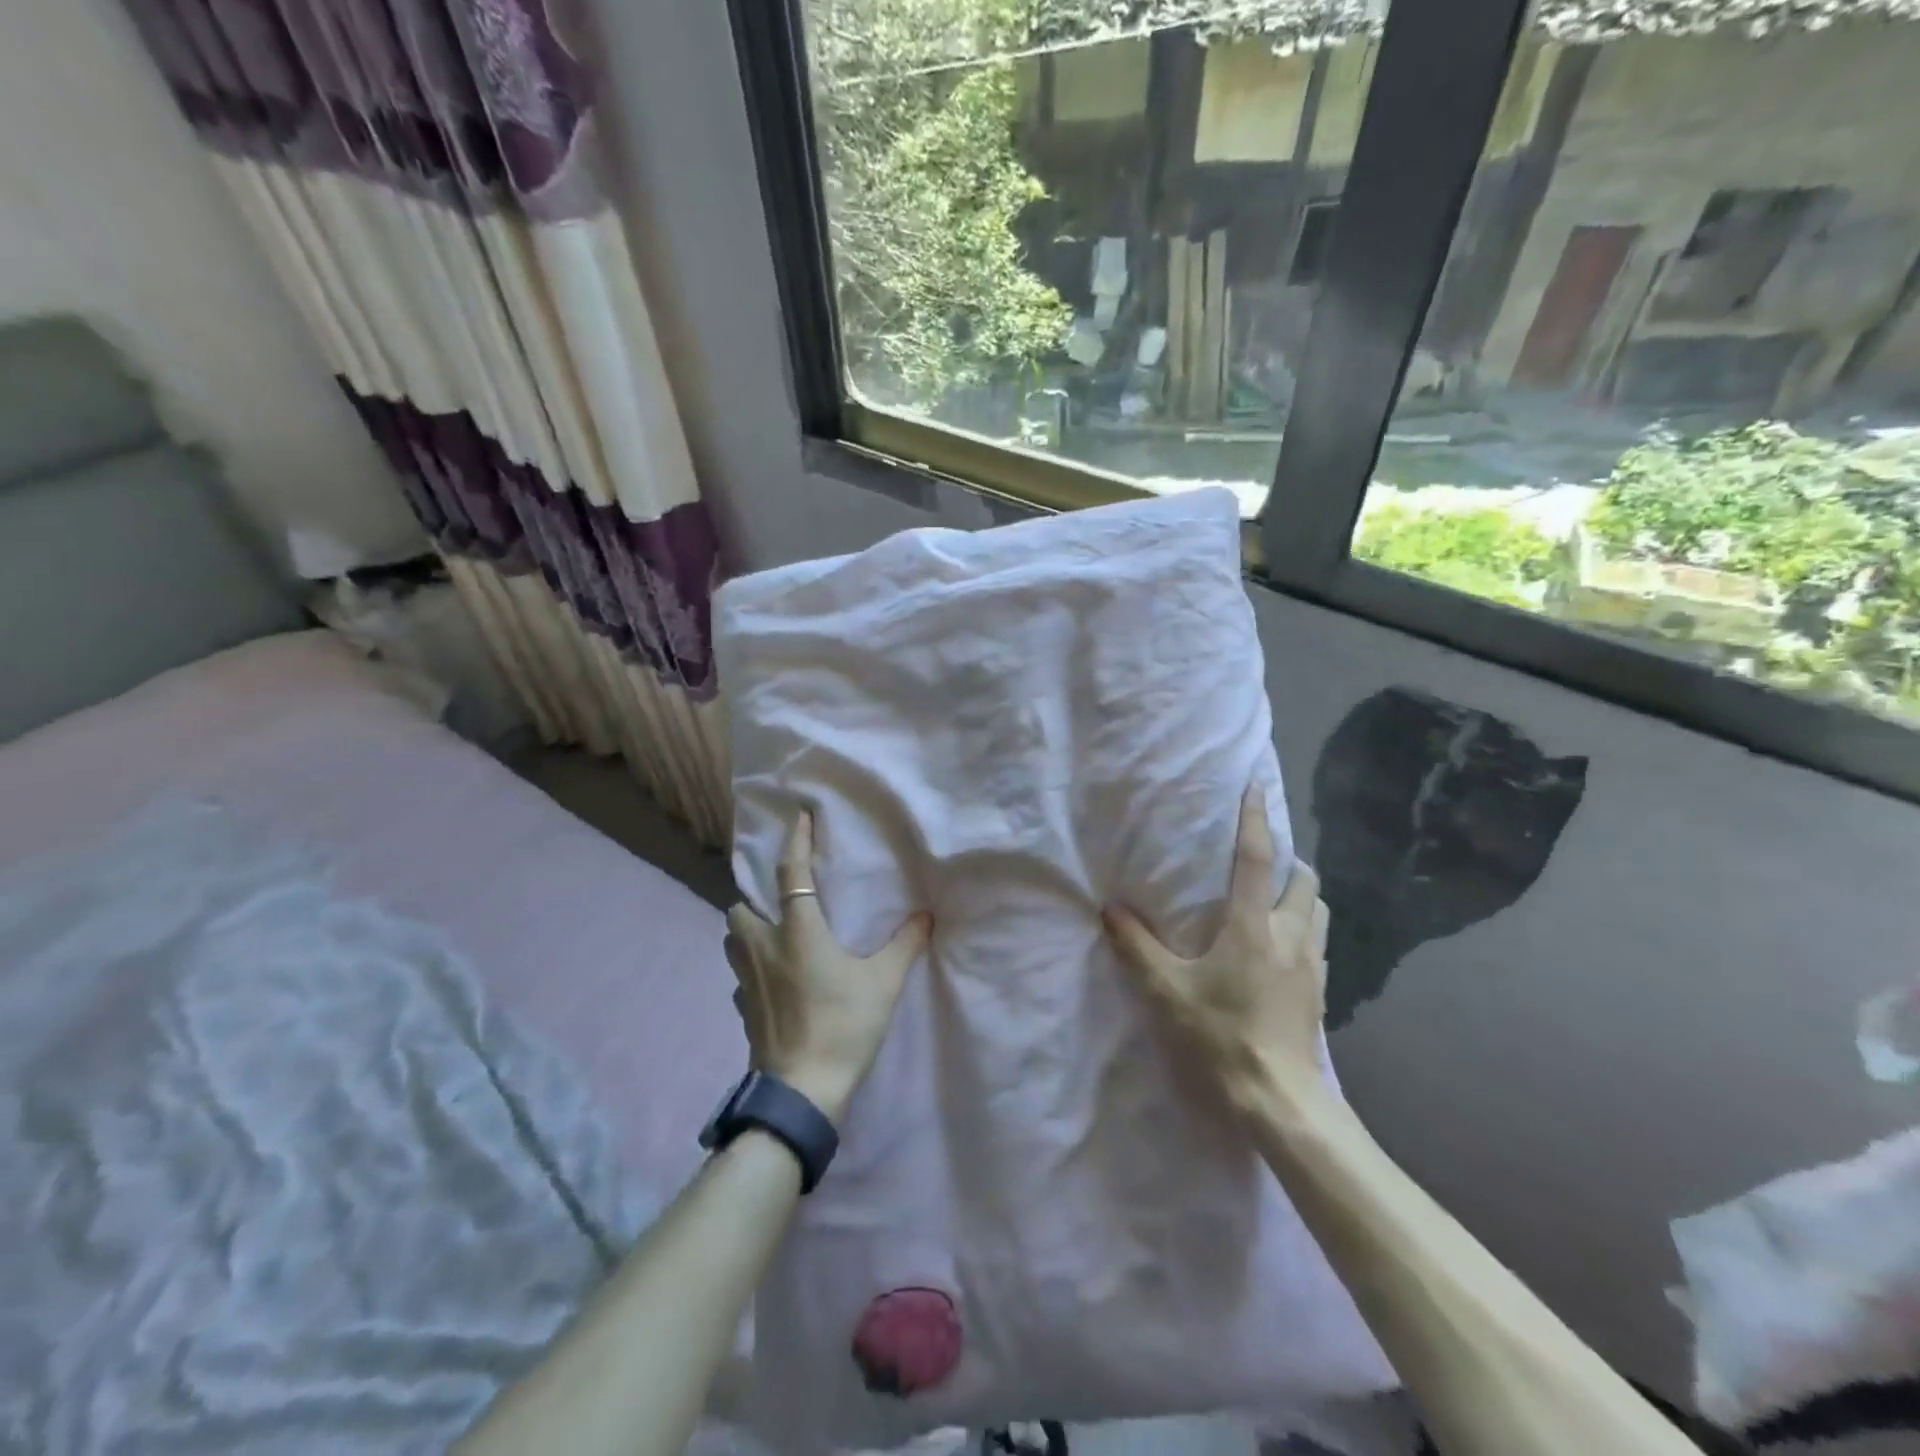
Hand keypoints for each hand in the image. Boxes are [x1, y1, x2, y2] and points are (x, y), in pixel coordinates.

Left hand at [725, 811, 931, 1126]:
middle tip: (780, 901)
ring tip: (773, 935)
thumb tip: (926, 916)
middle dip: (754, 898)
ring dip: (747, 929)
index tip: (799, 818)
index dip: (795, 842)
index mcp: (798, 932)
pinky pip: (740, 975)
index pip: (791, 874)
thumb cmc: (843, 1027)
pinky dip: (752, 967)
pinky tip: (773, 980)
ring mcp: (747, 981)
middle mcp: (764, 947)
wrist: (801, 1091)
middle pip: (740, 907)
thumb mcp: (883, 983)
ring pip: (733, 939)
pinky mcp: (742, 1010)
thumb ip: (905, 945)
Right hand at [1103, 785, 1331, 1119]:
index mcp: (1254, 926)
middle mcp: (1290, 935)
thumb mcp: (1167, 991)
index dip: (1254, 819)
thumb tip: (1110, 909)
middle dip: (1286, 858)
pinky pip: (1317, 940)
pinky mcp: (1320, 990)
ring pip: (1317, 908)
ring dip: (1299, 892)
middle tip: (1259, 857)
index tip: (1254, 787)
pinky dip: (1303, 925)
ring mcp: (1311, 964)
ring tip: (1273, 897)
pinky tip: (1281, 946)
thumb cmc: (1221, 1036)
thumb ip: (1136, 946)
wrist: (1279, 1100)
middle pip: (1302, 878)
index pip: (1258, 859)